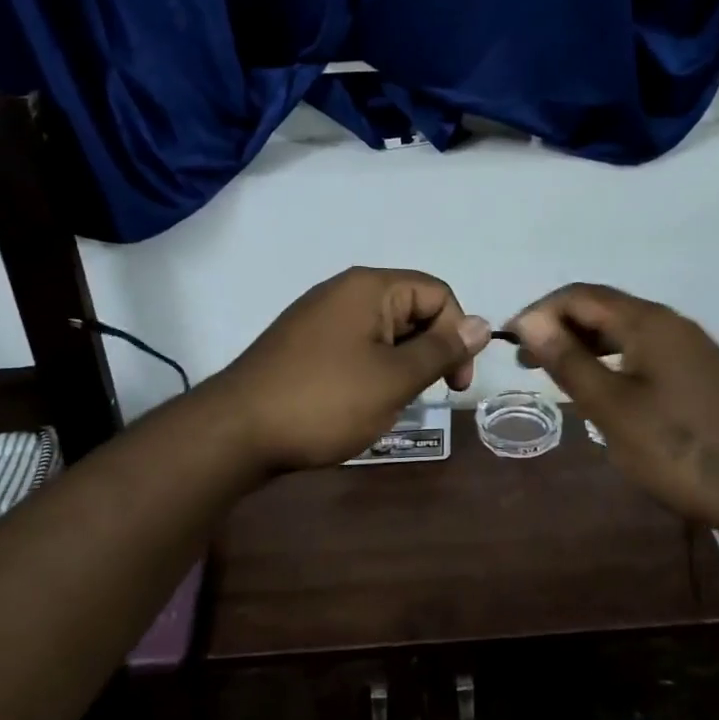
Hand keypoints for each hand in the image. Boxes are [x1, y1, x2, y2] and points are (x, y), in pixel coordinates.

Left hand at [217, 267, 491, 472]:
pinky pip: (354, 346)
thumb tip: (482, 323)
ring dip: (399, 366)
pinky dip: (370, 371)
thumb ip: (441, 350)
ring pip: (383, 333)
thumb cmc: (325, 400)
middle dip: (428, 352)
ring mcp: (319, 317)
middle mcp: (344, 291)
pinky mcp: (303, 344)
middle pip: (411, 309)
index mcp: (370, 287)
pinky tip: (359, 404)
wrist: (236, 432)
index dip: (457, 334)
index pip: (437, 293)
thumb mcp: (394, 379)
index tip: (453, 384)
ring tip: (388, 404)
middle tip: (421, 397)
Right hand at [510, 283, 718, 534]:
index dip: (540, 312)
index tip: (510, 342)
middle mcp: (672, 324)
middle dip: (560, 327)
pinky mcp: (702, 374)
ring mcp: (692, 348)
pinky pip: (645, 351)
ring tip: (557, 374)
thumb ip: (569, 361)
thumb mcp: (612, 408)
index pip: (581, 295)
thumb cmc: (680, 449)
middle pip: (604, 308)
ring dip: (586, 345)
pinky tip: (604, 390)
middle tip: (528, 362)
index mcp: (649, 322)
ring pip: (625, 331)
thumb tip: (530, 321)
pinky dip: (613, 361)